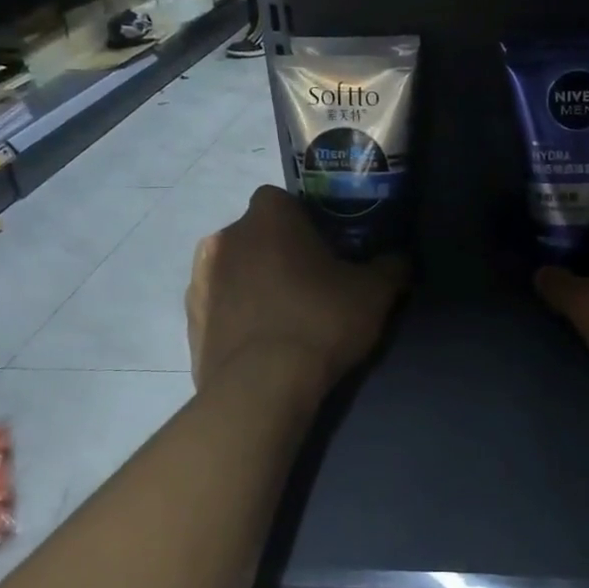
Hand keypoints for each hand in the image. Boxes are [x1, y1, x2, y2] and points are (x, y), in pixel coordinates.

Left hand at [187, 186, 407, 392]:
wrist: (261, 387)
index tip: (328, 249)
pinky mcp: (189, 320)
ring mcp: (200, 279)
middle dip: (280, 252)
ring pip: (236, 269)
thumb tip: (398, 259)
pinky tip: (263, 342)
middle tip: (312, 284)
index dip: (307, 221)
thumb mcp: (375, 292)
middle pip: (259, 234)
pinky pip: (221, 306)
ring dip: (256, 283)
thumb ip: (391, 266)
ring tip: (286, 317)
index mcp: (269, 216)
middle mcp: (226, 236)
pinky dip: (238, 315)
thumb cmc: (320, 321)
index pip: (284, 200)